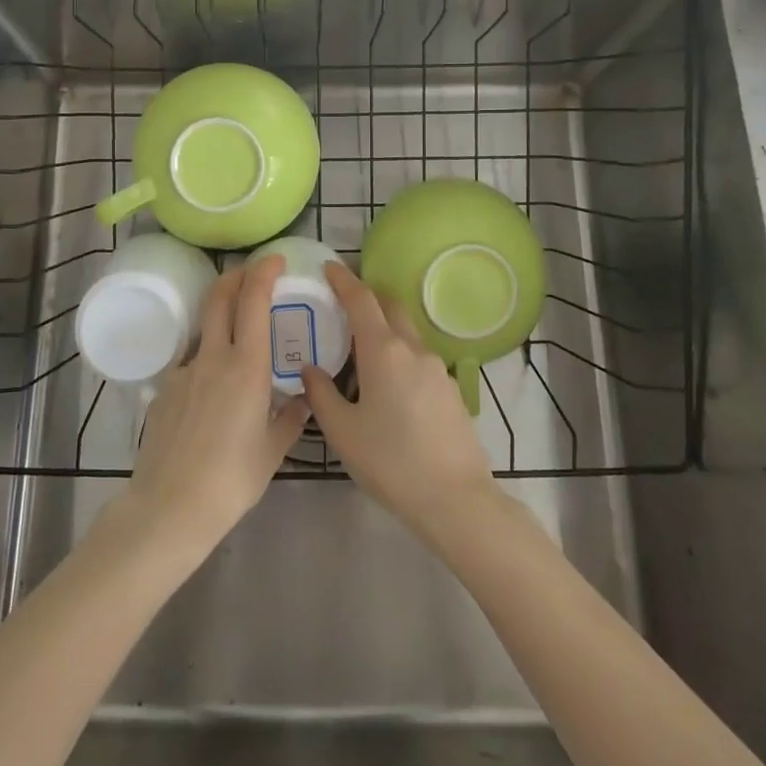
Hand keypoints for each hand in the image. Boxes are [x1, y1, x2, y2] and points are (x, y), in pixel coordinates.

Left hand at [116, 256, 308, 562]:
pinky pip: (190, 364)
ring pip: (204, 328)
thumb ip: (290, 419)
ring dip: (221, 318)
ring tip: (238, 338)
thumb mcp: (272, 451)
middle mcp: (213, 358)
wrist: (169, 507)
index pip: (253, 301)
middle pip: (219, 297)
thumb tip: (303, 399)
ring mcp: (184, 371)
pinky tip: (212, 396)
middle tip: (252, 272)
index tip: (275, 259)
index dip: (263, 271)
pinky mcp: (164, 389)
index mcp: (247, 367)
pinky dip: (206, 362)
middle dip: (236, 275)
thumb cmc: (231, 480)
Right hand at [302, 260, 497, 540]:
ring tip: (361, 350)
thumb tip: (310, 369)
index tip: (329, 267)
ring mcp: (437, 367)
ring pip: (407, 332)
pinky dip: (400, 353)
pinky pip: (419, 357)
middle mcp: (413, 348)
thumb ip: (321, 394)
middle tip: (343, 304)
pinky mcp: (451, 388)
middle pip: (390, 306)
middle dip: (368, 297)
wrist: (456, 499)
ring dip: (385, 327)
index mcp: (383, 350)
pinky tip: (389, 384)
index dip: (343, 279)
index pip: (361, 299)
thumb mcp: (342, 431)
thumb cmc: (390, 462)